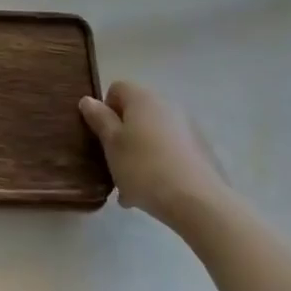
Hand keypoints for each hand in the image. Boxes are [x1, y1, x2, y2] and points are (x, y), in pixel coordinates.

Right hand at [79, 82, 230, 232]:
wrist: (199, 202)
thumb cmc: (145, 168)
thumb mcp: (112, 144)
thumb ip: (99, 119)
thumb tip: (88, 100)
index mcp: (142, 98)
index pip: (116, 89)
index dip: (105, 110)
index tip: (102, 137)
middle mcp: (167, 104)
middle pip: (136, 113)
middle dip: (122, 136)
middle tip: (114, 165)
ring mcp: (188, 127)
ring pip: (153, 135)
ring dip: (140, 153)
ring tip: (132, 187)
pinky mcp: (202, 150)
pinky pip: (171, 151)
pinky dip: (160, 164)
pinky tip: (154, 192)